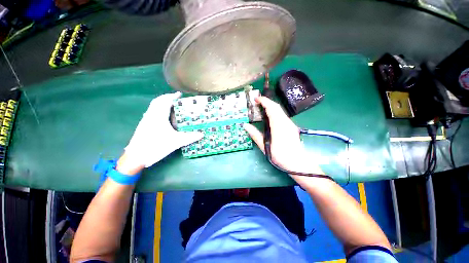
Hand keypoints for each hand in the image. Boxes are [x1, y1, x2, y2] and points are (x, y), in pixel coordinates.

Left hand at [124, 92, 203, 167]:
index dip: (172, 96)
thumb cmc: (156, 146)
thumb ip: (190, 137)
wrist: (136, 157)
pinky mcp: (144, 125)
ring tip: (172, 106)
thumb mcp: (176, 142)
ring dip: (162, 103)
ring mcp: (146, 120)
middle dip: (167, 98)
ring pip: (153, 106)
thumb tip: (202, 134)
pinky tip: (164, 116)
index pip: (165, 101)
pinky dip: (159, 109)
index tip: (179, 94)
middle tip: (176, 99)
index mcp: (158, 116)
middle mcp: (151, 115)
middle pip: (157, 101)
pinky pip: (152, 112)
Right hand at [244, 96, 322, 174]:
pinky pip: (282, 115)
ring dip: (271, 106)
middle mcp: (286, 122)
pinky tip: (269, 117)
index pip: (272, 109)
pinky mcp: (291, 127)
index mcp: (279, 126)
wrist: (299, 164)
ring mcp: (290, 124)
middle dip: (267, 102)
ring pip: (280, 111)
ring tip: (261, 108)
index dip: (264, 102)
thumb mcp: (265, 146)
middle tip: (257, 102)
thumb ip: (255, 135)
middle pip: (277, 107)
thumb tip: (246, 125)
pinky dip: (274, 112)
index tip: (256, 99)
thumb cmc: (281, 156)